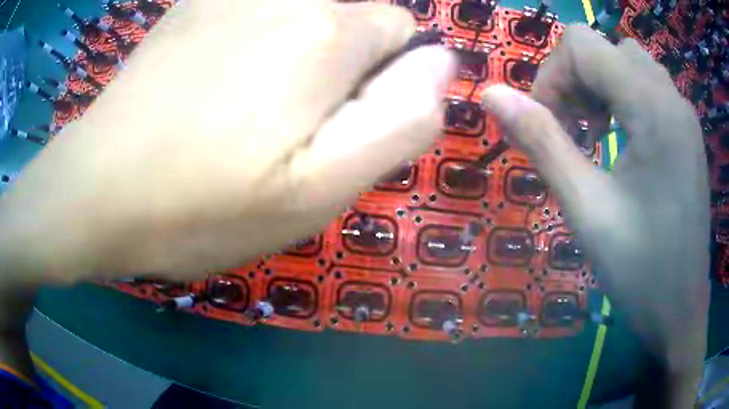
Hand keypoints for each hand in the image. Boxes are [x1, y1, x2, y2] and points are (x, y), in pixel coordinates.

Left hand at [0, 0, 455, 280]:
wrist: (98, 190)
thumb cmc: (202, 204)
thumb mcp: (317, 190)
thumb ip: (399, 122)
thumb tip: (441, 67)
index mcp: (328, 33)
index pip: (403, 30)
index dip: (387, 77)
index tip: (339, 124)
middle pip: (355, 17)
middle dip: (344, 66)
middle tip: (288, 128)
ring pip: (307, 13)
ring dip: (299, 53)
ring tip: (247, 110)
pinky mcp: (192, 7)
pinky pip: (255, 10)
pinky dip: (255, 38)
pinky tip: (214, 83)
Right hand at [482, 25, 708, 406]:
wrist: (680, 311)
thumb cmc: (640, 270)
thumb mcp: (586, 209)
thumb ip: (541, 142)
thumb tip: (492, 95)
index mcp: (652, 108)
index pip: (583, 43)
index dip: (553, 74)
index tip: (547, 123)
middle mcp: (671, 97)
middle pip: (605, 48)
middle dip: (576, 79)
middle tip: (571, 131)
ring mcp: (683, 113)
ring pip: (627, 62)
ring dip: (600, 86)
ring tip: (595, 134)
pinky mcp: (687, 131)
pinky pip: (648, 87)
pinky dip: (623, 98)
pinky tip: (621, 141)